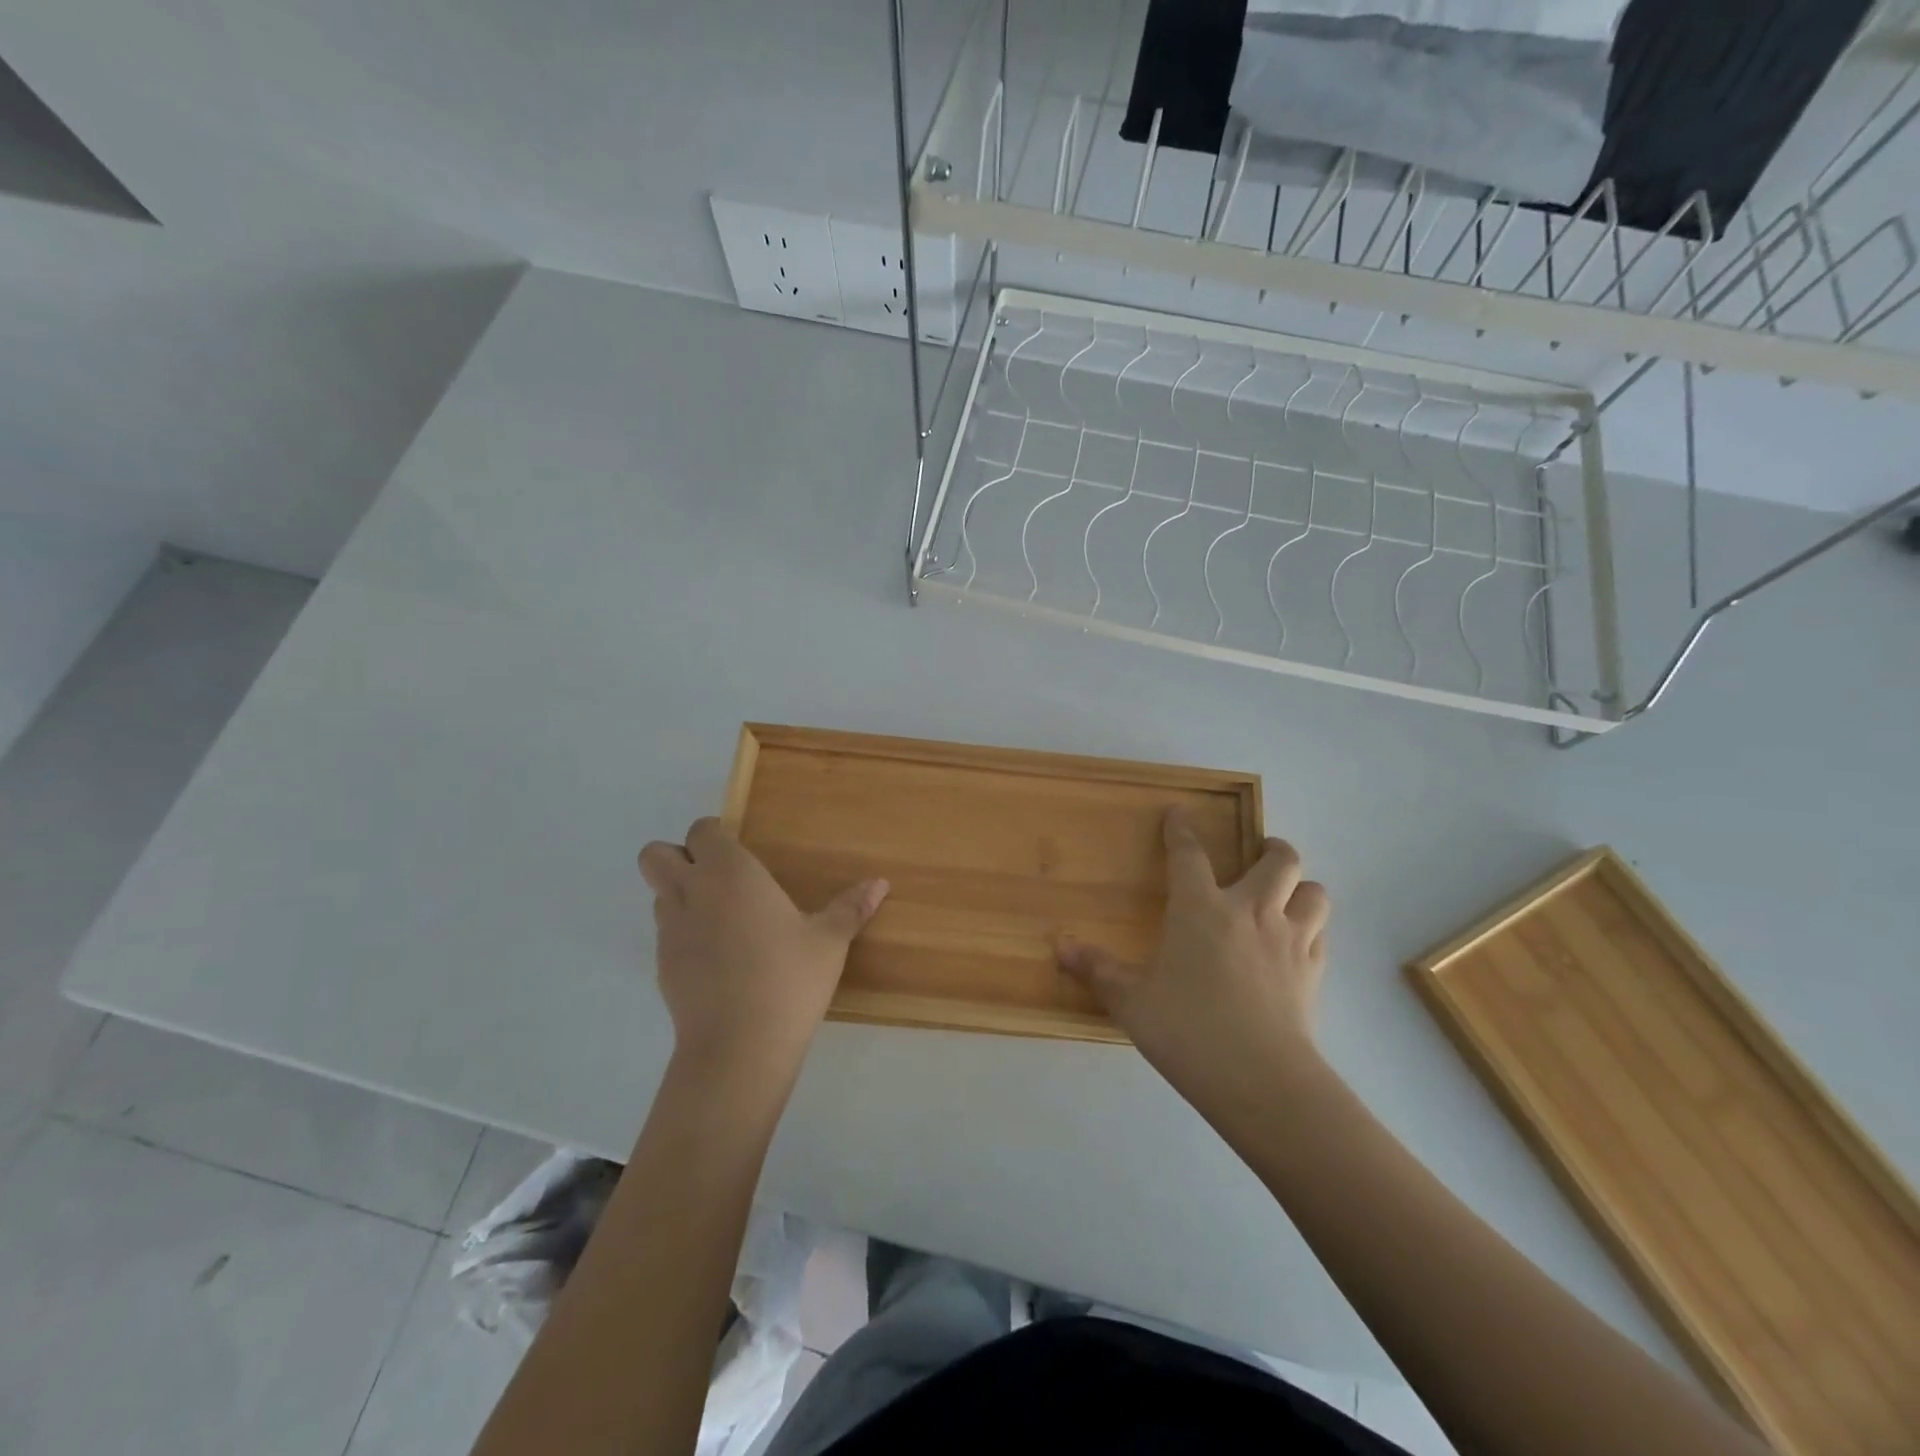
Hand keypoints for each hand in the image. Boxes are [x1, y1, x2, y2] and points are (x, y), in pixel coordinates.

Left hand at [639, 818, 887, 1080]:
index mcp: (731, 873)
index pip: (701, 831)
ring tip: (721, 919)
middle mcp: (692, 892)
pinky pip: (665, 933)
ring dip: (680, 895)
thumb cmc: (788, 979)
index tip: (740, 851)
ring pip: (658, 894)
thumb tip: (880, 884)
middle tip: (717, 876)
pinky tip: (717, 958)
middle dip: (677, 856)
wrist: (738, 1047)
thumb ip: (851, 908)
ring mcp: (670, 931)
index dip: (714, 835)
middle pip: (655, 854)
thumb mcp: (829, 942)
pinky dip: (683, 933)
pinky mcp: (661, 966)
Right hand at [1057, 809, 1329, 1101]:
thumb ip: (1098, 970)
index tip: (1178, 814)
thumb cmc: (1188, 1030)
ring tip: (1285, 894)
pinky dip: (1311, 928)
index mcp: (1201, 908)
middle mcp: (1251, 911)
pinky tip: (1295, 943)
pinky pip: (1321, 934)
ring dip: (1301, 886)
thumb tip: (1061, 950)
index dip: (1181, 830)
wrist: (1261, 1080)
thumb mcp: (1131, 1001)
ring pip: (1314, 891)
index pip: (1189, 854)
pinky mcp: (1313, 973)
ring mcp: (1289, 940)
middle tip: (1258, 852)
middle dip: (1271, 848)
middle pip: (1279, 860)